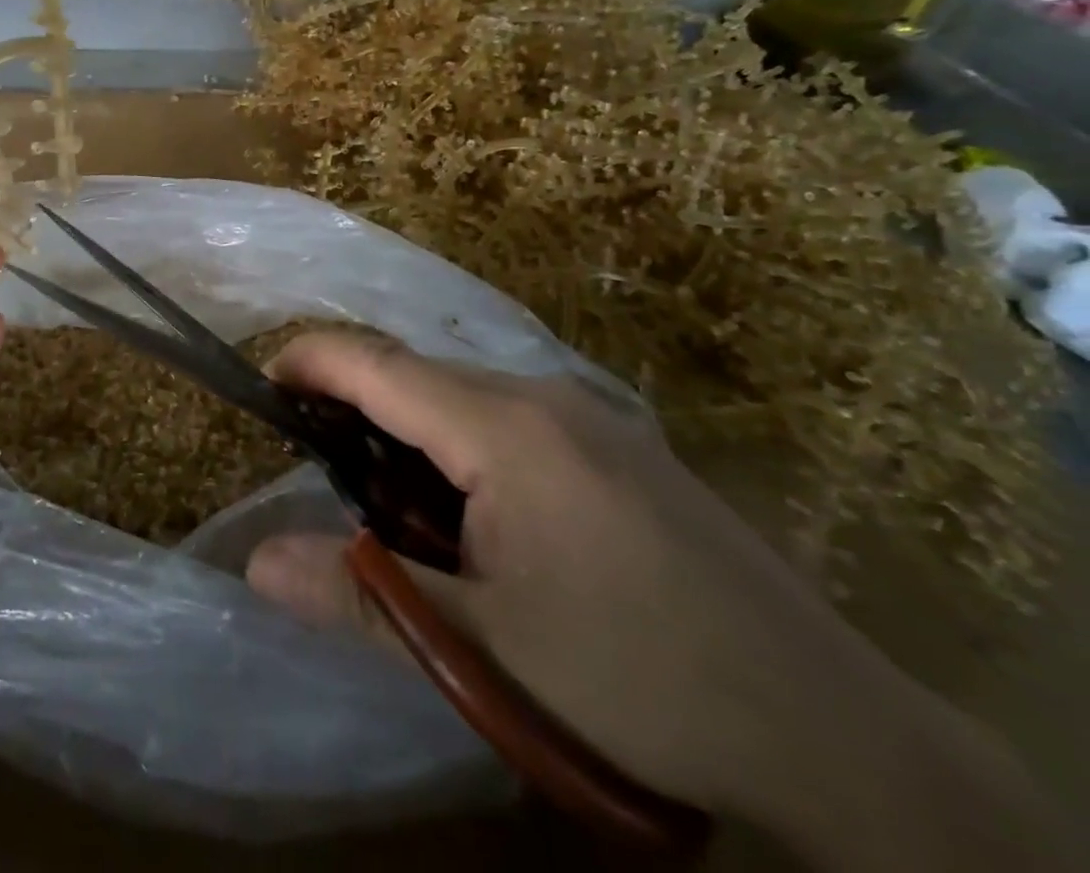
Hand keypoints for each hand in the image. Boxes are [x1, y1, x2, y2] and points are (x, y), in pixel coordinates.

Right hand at [247, 334, 1065, 870]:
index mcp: (504, 426)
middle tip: (320, 470)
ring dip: (409, 434)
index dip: (310, 361)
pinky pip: (508, 420)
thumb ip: (363, 595)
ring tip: (392, 506)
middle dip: (355, 407)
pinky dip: (459, 447)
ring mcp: (590, 417)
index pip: (376, 364)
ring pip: (463, 398)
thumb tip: (256, 563)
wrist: (839, 734)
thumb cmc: (640, 680)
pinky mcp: (619, 447)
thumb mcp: (484, 650)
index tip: (262, 382)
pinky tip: (473, 517)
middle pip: (417, 376)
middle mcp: (543, 396)